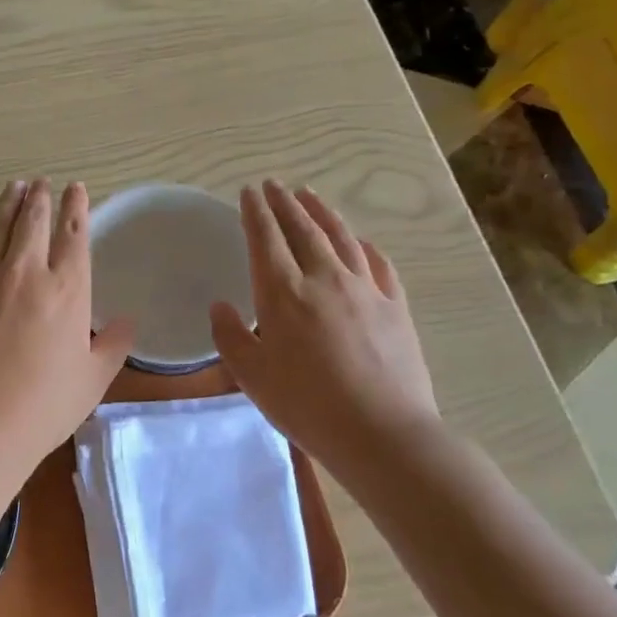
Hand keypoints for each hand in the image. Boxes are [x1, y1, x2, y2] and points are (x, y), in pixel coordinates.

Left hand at [0, 179, 135, 474]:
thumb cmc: (45, 405)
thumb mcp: (93, 378)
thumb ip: (113, 345)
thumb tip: (127, 321)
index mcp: (67, 290)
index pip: (74, 235)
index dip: (76, 208)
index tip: (75, 188)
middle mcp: (27, 273)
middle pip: (33, 222)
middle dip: (40, 198)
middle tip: (41, 182)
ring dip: (6, 204)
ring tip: (14, 186)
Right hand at [210, 181, 438, 465]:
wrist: (382, 432)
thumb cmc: (306, 405)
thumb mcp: (251, 377)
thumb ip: (230, 337)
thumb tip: (220, 306)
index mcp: (283, 294)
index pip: (265, 239)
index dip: (256, 212)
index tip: (249, 192)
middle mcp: (324, 279)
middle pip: (303, 229)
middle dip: (285, 203)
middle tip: (274, 184)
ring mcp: (365, 290)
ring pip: (341, 237)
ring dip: (322, 212)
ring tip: (310, 195)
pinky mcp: (395, 307)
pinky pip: (378, 264)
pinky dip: (364, 245)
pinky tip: (359, 241)